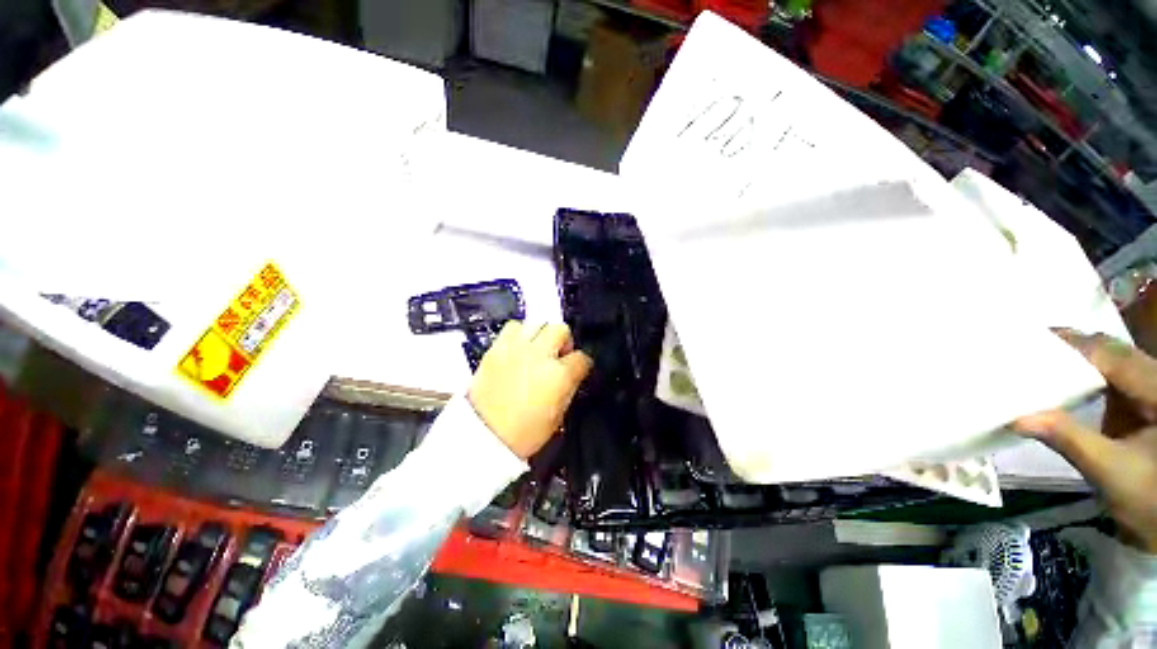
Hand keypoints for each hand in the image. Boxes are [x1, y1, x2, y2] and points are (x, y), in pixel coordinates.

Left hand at [468, 321, 593, 459]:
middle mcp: (540, 355)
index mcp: (559, 375)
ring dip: (542, 335)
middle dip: (564, 342)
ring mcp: (517, 349)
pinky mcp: (496, 348)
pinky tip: (519, 349)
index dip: (581, 365)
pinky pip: (513, 327)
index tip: (577, 369)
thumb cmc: (523, 433)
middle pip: (561, 330)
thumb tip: (572, 375)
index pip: (582, 358)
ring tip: (537, 350)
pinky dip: (519, 334)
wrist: (483, 436)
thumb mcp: (558, 415)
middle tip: (557, 356)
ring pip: (537, 323)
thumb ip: (568, 388)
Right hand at [1015, 330, 1156, 552]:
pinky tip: (1070, 382)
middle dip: (1075, 349)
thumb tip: (1018, 419)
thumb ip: (1069, 440)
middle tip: (1029, 349)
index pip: (1111, 355)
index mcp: (1156, 389)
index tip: (1029, 340)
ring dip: (1082, 361)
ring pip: (1117, 362)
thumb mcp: (1110, 471)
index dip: (1073, 344)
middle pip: (1115, 353)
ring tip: (1043, 363)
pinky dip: (1091, 375)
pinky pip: (1119, 377)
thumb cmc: (1148, 496)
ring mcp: (1154, 392)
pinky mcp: (1149, 404)